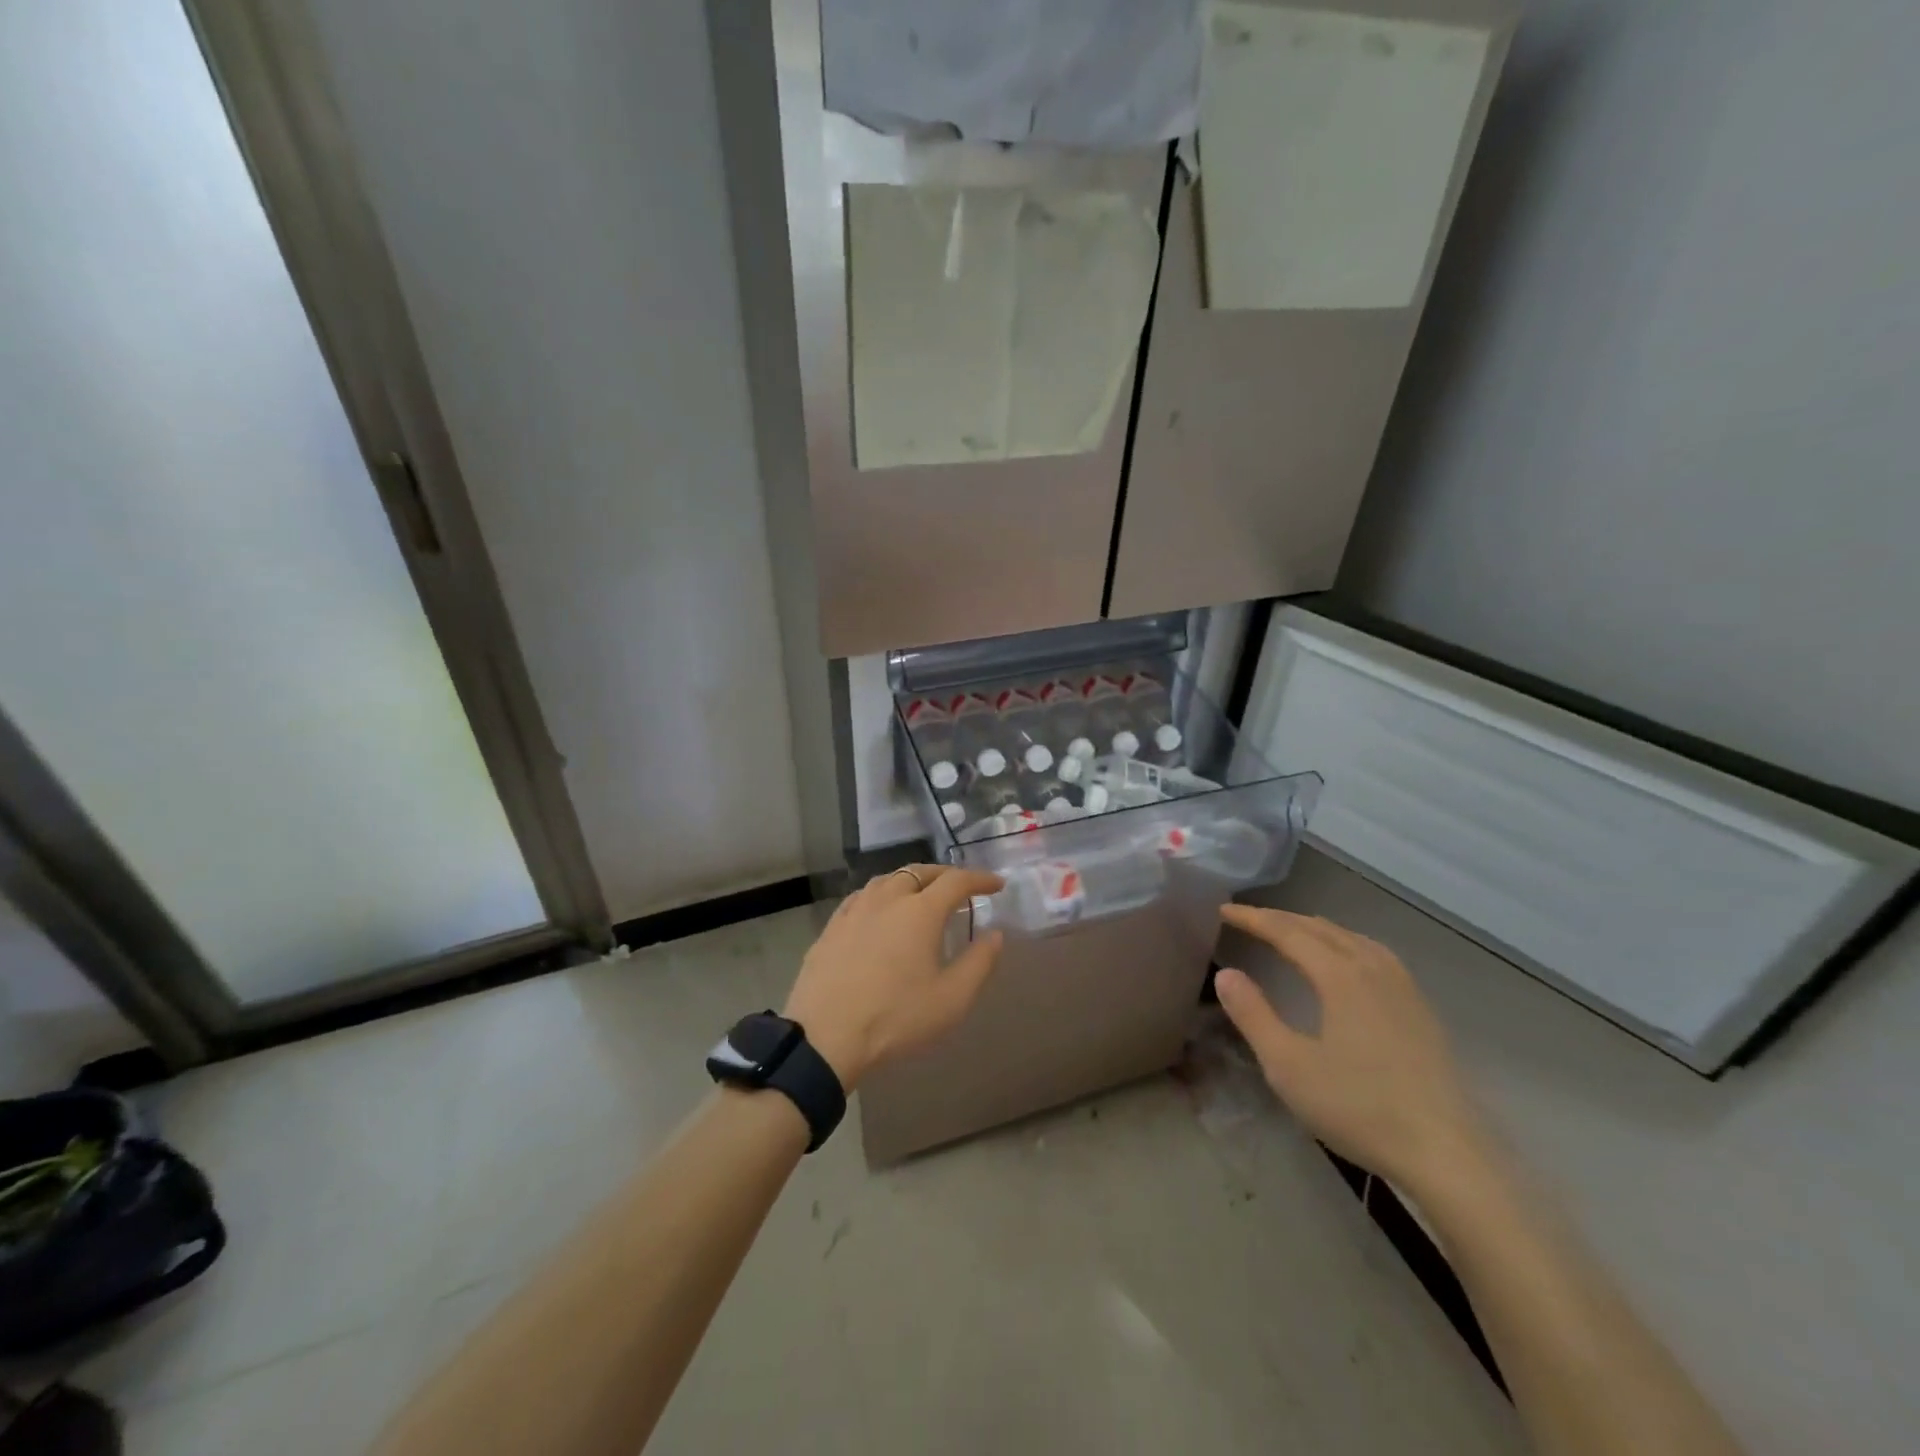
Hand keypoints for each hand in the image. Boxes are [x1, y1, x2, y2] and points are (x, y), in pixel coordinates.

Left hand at [783, 865, 1004, 1090]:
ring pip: (888, 880)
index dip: (980, 879)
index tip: (996, 884)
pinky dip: (881, 895)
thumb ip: (979, 963)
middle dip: (945, 875)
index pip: (956, 881)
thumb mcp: (951, 999)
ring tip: (921, 895)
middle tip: (961, 888)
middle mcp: (887, 899)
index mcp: (920, 911)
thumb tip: (994, 934)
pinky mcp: (831, 927)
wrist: (824, 1036)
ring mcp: (854, 910)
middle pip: (920, 872)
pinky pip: (862, 897)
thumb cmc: (895, 1018)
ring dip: (911, 881)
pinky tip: (879, 911)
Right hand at [1215, 906, 1486, 1193]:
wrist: (1446, 1155)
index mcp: (1340, 976)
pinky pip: (1376, 954)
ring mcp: (1403, 988)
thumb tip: (1226, 973)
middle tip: (1247, 918)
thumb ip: (1253, 1015)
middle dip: (1280, 919)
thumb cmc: (1358, 1108)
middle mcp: (1373, 969)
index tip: (1223, 910)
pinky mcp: (1421, 1010)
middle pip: (1320, 928)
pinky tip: (1347, 961)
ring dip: (1315, 928)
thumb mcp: (1288, 1066)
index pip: (1287, 932)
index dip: (1253, 918)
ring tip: (1292, 931)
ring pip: (1352, 938)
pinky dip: (1347, 943)